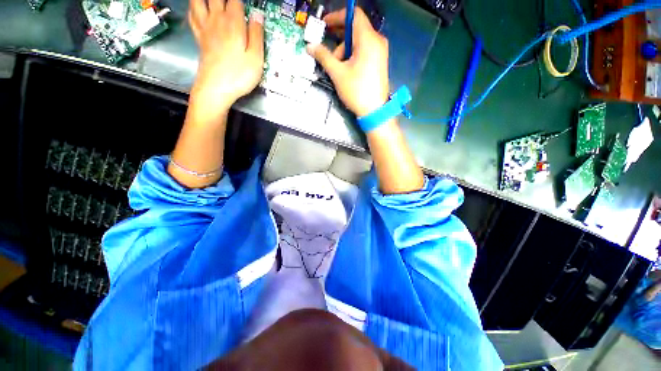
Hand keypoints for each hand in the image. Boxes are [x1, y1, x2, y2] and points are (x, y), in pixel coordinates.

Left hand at [188, 0, 264, 110]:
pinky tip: (198, 7)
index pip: (236, 0)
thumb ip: (257, 35)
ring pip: (199, 1)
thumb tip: (258, 15)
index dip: (242, 1)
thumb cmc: (239, 75)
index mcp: (233, 23)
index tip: (248, 5)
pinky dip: (194, 7)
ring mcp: (205, 28)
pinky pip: (192, 16)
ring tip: (214, 2)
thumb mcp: (256, 59)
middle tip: (233, 2)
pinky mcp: (199, 38)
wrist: (216, 88)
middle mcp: (217, 20)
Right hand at [307, 7, 388, 116]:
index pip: (353, 15)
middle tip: (329, 53)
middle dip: (339, 40)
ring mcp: (380, 52)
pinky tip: (347, 70)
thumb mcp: (337, 73)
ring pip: (359, 42)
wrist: (374, 111)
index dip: (337, 16)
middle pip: (355, 29)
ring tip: (339, 69)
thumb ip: (323, 56)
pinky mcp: (380, 62)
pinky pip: (365, 51)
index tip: (325, 24)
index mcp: (368, 39)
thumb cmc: (357, 91)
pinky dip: (354, 55)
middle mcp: (377, 41)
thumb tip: (311, 47)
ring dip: (345, 51)